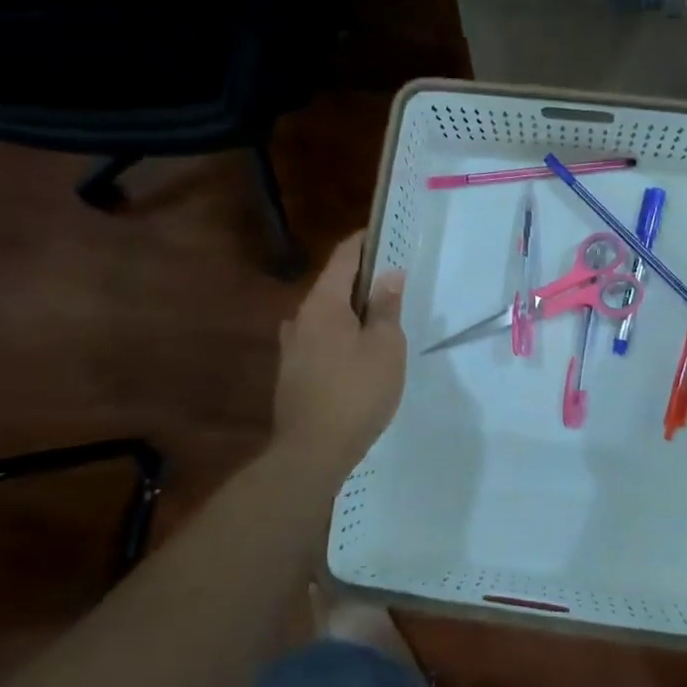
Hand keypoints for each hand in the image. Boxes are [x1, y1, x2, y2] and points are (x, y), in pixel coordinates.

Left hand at [273, 232, 406, 471]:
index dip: (364, 242)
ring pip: (326, 314)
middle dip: (362, 278)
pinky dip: (341, 333)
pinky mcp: (292, 373)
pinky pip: (321, 338)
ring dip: (351, 309)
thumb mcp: (384, 346)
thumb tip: (389, 275)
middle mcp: (301, 318)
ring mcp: (292, 347)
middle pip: (334, 285)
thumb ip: (386, 307)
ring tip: (380, 317)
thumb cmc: (356, 392)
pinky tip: (358, 352)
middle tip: (394, 280)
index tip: (384, 234)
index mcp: (323, 304)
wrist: (311, 453)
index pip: (344, 257)